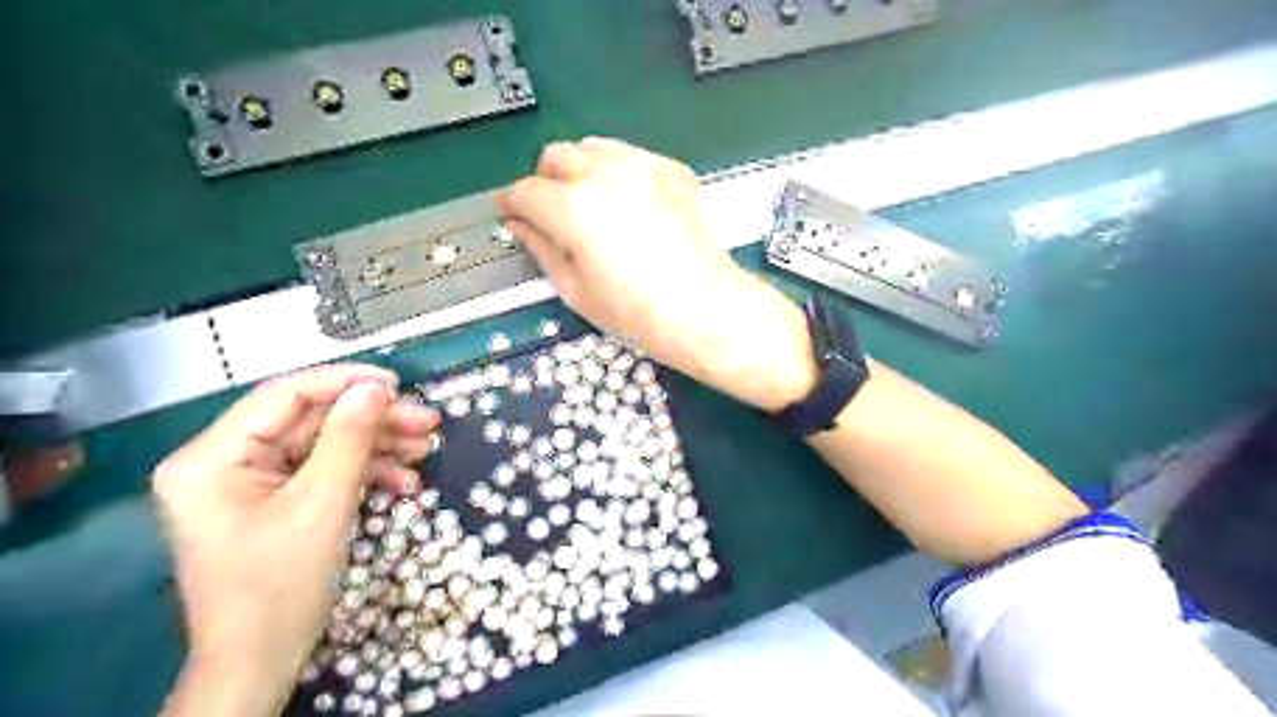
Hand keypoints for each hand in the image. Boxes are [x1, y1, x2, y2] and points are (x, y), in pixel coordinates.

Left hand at [155, 367, 439, 713]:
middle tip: (427, 421)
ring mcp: (251, 481)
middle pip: (311, 420)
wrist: (262, 660)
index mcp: (212, 458)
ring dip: (378, 446)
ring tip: (425, 449)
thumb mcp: (322, 506)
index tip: (397, 384)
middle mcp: (225, 461)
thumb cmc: (281, 586)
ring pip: (325, 443)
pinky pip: (325, 470)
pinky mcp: (275, 499)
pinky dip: (366, 472)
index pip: (283, 395)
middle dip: (373, 421)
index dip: (344, 382)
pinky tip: (404, 481)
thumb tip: (375, 389)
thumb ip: (348, 439)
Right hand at [499, 138, 816, 408]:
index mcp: (575, 208)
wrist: (704, 308)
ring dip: (580, 170)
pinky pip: (630, 156)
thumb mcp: (575, 289)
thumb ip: (540, 249)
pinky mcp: (671, 169)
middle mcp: (606, 174)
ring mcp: (643, 166)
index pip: (525, 191)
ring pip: (592, 147)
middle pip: (555, 156)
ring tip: (591, 206)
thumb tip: (521, 225)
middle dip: (544, 182)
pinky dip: (617, 173)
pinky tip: (628, 206)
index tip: (513, 215)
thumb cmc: (637, 311)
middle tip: (552, 213)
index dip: (512, 205)